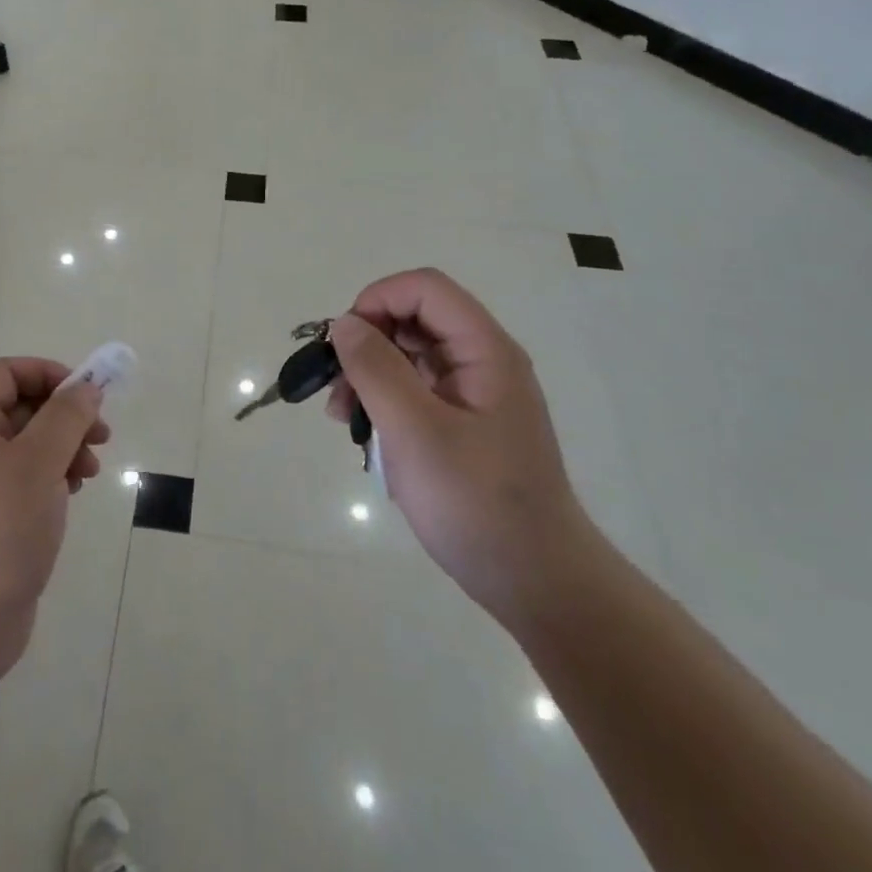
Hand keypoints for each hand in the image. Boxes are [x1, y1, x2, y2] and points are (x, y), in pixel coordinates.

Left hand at [0, 358, 110, 675]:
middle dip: (66, 415)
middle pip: (25, 406)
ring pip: (33, 441)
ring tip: (89, 472)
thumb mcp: (37, 465)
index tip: (86, 394)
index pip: (8, 373)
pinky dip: (57, 474)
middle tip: (101, 435)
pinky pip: (32, 474)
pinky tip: (74, 493)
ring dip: (67, 446)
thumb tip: (87, 387)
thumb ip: (65, 418)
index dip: (48, 373)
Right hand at [327, 269, 595, 624]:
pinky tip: (362, 430)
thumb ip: (376, 369)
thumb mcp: (416, 431)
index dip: (378, 299)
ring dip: (368, 373)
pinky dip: (382, 399)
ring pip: (407, 354)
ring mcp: (471, 393)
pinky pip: (413, 388)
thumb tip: (344, 324)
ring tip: (341, 415)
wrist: (536, 583)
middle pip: (413, 318)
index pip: (424, 289)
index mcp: (485, 351)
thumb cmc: (477, 503)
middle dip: (366, 341)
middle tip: (335, 385)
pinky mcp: (461, 422)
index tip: (344, 342)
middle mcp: (481, 361)